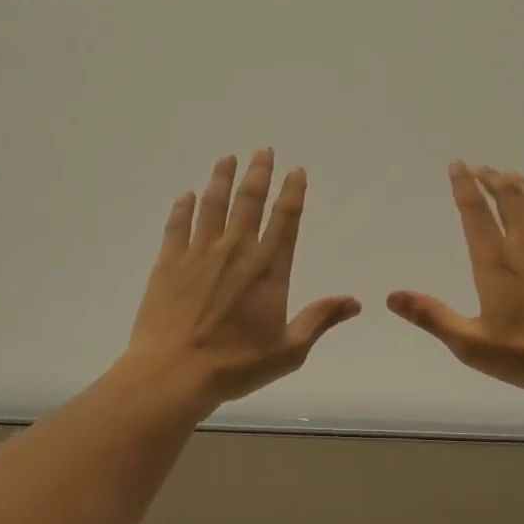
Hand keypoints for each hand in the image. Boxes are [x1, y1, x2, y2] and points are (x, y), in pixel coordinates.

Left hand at [127, 149, 361, 403]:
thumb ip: (320, 319)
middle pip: (249, 200)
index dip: (292, 192)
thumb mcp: (289, 350)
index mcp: (268, 268)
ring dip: (221, 179)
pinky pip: (177, 225)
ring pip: (213, 205)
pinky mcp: (169, 262)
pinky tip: (186, 195)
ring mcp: (199, 253)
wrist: (173, 373)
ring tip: (227, 159)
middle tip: (263, 150)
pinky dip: (182, 208)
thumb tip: (355, 301)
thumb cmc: (235, 365)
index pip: (285, 219)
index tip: (296, 170)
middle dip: (258, 172)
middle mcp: (236, 250)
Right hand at [388, 163, 523, 394]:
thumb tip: (391, 296)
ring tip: (508, 176)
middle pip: (508, 197)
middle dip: (491, 178)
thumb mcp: (473, 344)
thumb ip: (432, 317)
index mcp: (496, 262)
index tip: (458, 165)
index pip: (476, 213)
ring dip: (519, 184)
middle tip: (481, 168)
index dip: (464, 186)